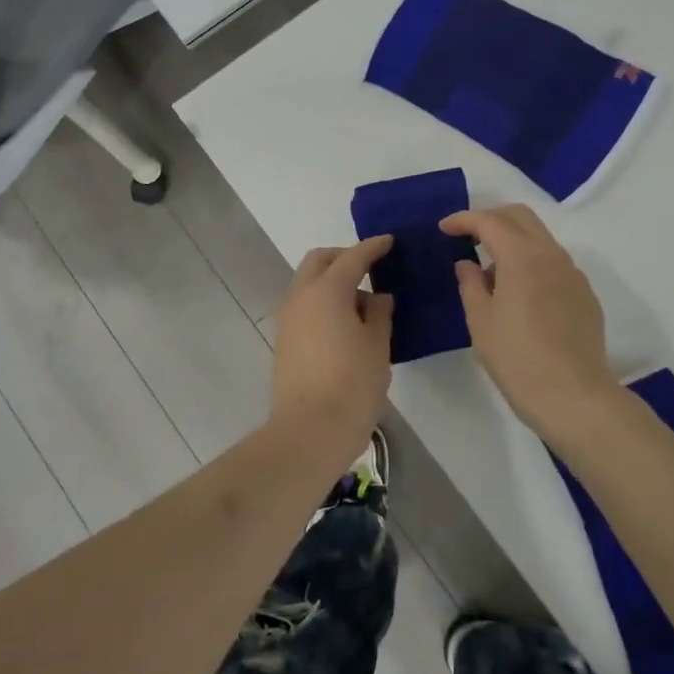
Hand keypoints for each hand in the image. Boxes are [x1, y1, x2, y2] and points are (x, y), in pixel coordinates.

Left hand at [269, 237, 394, 462]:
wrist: (309, 431)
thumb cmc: (352, 384)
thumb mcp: (377, 345)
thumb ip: (380, 313)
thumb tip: (377, 297)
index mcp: (327, 290)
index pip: (352, 257)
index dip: (373, 247)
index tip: (389, 242)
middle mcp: (301, 296)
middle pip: (319, 260)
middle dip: (344, 256)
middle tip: (370, 267)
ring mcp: (288, 318)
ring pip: (307, 282)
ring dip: (331, 280)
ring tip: (362, 303)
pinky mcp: (284, 339)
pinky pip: (304, 304)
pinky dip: (323, 300)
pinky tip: (345, 322)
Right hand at [441, 206, 620, 444]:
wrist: (574, 396)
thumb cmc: (517, 358)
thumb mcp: (480, 321)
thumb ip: (470, 284)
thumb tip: (467, 265)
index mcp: (522, 256)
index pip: (489, 221)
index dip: (463, 220)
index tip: (444, 229)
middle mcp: (551, 255)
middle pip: (520, 216)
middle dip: (491, 218)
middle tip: (467, 237)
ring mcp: (573, 274)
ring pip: (540, 238)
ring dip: (512, 241)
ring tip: (490, 274)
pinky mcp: (584, 294)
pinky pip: (554, 263)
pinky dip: (531, 263)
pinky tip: (520, 295)